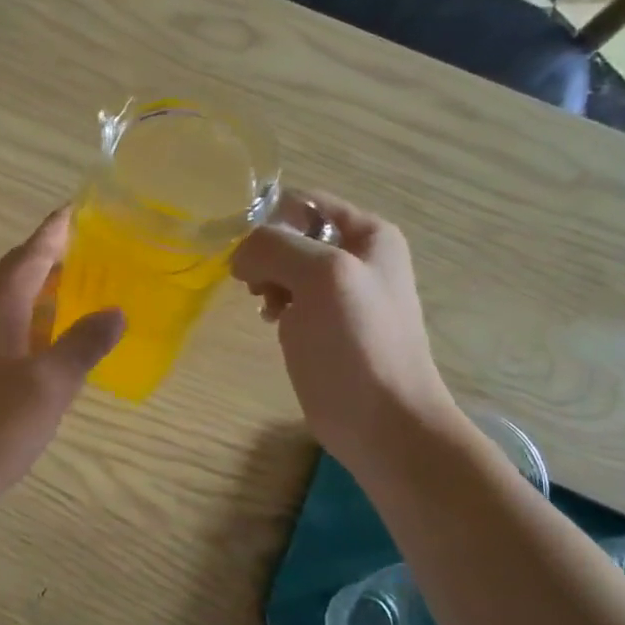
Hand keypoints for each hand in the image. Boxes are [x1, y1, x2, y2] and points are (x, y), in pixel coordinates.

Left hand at [0, 209, 123, 508]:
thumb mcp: (50, 383)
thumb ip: (83, 345)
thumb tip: (116, 312)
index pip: (25, 260)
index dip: (50, 234)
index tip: (74, 210)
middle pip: (15, 277)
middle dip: (46, 256)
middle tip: (84, 245)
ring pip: (13, 306)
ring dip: (43, 289)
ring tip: (78, 284)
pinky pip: (15, 334)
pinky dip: (39, 323)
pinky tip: (58, 340)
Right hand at [231, 191, 454, 463]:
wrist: (383, 421)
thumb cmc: (356, 344)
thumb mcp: (320, 278)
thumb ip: (275, 247)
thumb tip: (240, 255)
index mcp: (368, 234)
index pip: (303, 202)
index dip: (270, 221)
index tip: (250, 254)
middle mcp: (357, 256)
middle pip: (291, 234)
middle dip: (266, 255)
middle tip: (259, 287)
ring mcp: (341, 293)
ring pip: (285, 267)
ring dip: (267, 281)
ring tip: (268, 308)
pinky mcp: (326, 326)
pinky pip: (289, 297)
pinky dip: (275, 304)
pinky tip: (274, 324)